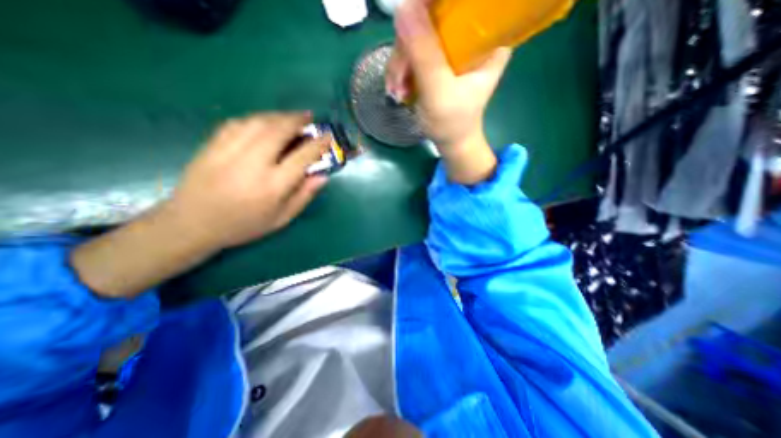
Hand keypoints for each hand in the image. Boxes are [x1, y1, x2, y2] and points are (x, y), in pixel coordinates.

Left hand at [170, 112, 326, 251]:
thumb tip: (321, 176)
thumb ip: (304, 196)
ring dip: (279, 116)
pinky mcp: (212, 145)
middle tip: (309, 117)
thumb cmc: (244, 224)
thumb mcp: (281, 218)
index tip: (328, 137)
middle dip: (297, 120)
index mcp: (273, 185)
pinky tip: (264, 121)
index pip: (302, 157)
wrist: (192, 223)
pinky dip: (256, 118)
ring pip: (259, 122)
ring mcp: (229, 151)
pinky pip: (238, 123)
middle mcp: (253, 164)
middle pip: (279, 131)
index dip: (318, 144)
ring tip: (290, 117)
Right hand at [385, 0, 512, 182]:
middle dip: (407, 48)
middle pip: (432, 17)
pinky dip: (402, 70)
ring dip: (401, 64)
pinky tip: (399, 89)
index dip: (430, 8)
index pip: (460, 4)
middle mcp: (471, 36)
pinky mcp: (438, 60)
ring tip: (398, 91)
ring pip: (417, 34)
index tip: (409, 27)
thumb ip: (424, 53)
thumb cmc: (452, 123)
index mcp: (487, 39)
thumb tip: (404, 7)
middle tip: (399, 79)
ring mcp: (452, 48)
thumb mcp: (439, 90)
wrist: (451, 142)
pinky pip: (413, 51)